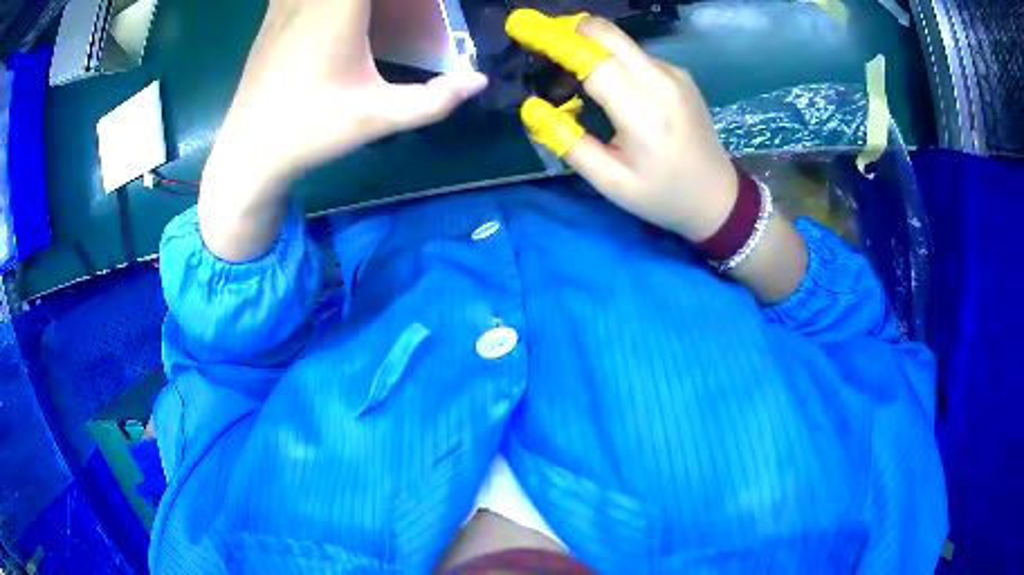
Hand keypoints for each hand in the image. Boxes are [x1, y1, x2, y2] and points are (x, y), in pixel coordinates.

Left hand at [200, 0, 486, 260]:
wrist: (248, 152)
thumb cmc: (310, 132)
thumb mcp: (377, 119)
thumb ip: (434, 100)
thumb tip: (479, 81)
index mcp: (337, 10)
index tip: (419, 4)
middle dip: (384, 0)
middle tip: (401, 11)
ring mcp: (283, 4)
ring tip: (372, 14)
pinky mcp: (270, 16)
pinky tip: (335, 13)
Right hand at [507, 11, 806, 301]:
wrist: (718, 197)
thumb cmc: (663, 196)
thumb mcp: (610, 183)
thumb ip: (568, 143)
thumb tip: (532, 108)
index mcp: (644, 112)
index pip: (593, 57)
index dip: (554, 39)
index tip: (522, 28)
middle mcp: (662, 81)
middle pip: (607, 33)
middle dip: (568, 30)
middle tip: (540, 42)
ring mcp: (674, 74)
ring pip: (620, 41)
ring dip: (588, 45)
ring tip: (569, 75)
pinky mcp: (678, 74)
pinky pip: (635, 54)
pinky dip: (610, 58)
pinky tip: (604, 83)